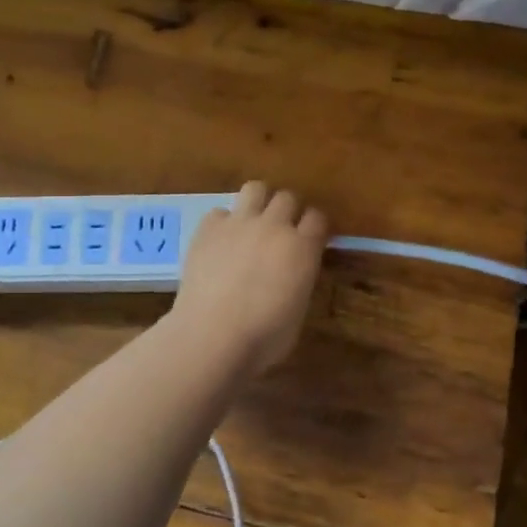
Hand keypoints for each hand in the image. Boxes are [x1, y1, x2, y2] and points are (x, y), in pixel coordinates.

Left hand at [169, 182, 328, 374]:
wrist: (212, 335)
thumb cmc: (263, 337)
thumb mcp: (298, 311)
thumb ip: (300, 280)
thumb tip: (293, 273)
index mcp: (303, 248)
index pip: (318, 218)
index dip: (315, 227)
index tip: (311, 238)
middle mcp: (274, 226)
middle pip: (287, 197)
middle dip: (288, 211)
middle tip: (280, 232)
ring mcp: (239, 222)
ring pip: (255, 188)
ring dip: (258, 202)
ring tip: (252, 223)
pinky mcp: (208, 228)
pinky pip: (220, 212)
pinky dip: (223, 223)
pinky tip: (220, 243)